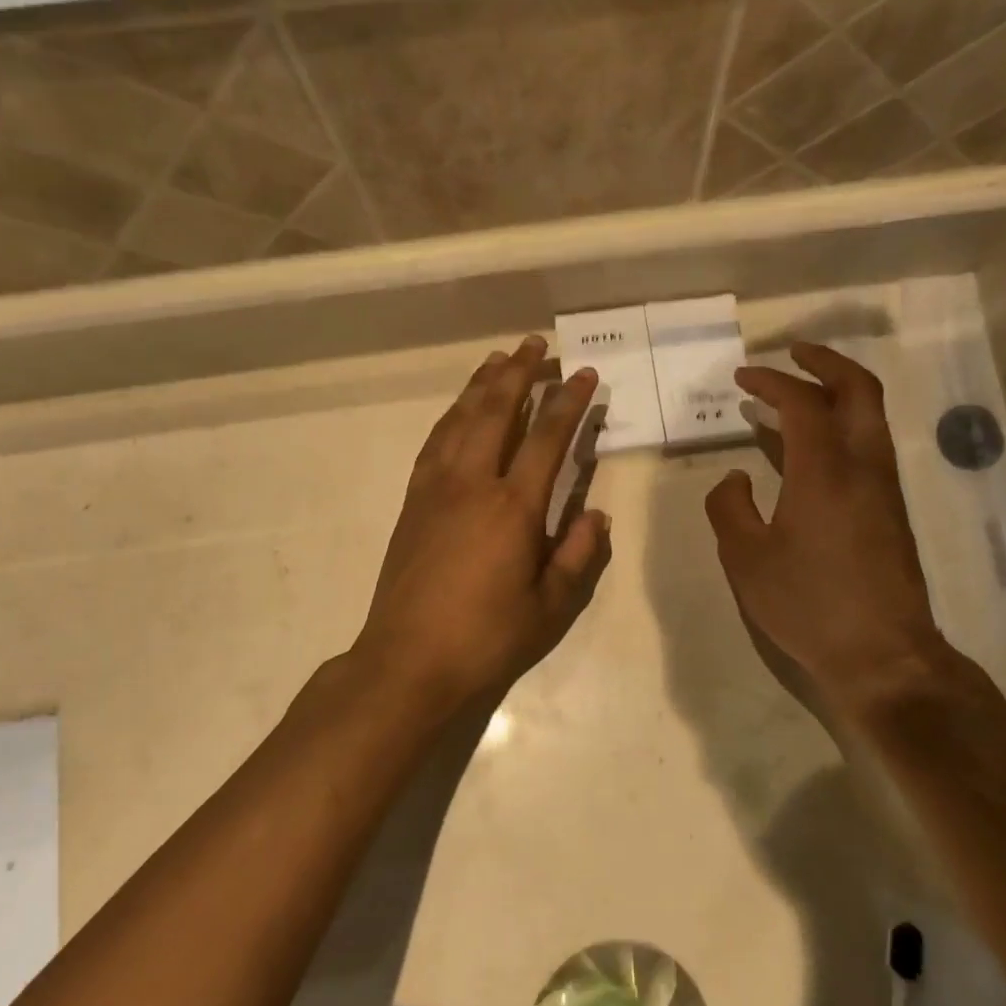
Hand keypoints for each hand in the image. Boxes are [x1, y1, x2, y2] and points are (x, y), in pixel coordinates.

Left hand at [353, 336, 609, 719]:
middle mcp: (472, 484)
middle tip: (536, 344)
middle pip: (496, 412)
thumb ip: (577, 555)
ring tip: (498, 359)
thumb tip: (597, 516)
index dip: (569, 403)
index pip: (547, 438)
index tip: (585, 375)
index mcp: (512, 507)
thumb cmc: (486, 638)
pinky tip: (459, 410)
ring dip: (481, 385)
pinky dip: (451, 416)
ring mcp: (435, 489)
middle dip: (519, 374)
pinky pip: (434, 443)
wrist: (408, 661)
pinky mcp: (412, 502)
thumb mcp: (550, 606)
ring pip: (460, 420)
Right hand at [706, 343, 979, 723]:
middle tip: (791, 354)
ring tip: (794, 399)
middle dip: (824, 362)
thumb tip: (734, 479)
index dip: (770, 381)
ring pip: (870, 417)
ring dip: (835, 394)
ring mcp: (884, 487)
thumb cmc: (808, 604)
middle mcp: (864, 465)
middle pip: (858, 389)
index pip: (801, 402)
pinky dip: (841, 428)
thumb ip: (729, 508)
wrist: (883, 655)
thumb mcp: (746, 559)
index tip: (742, 377)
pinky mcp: (892, 511)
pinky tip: (810, 452)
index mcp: (825, 469)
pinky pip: (868, 447)